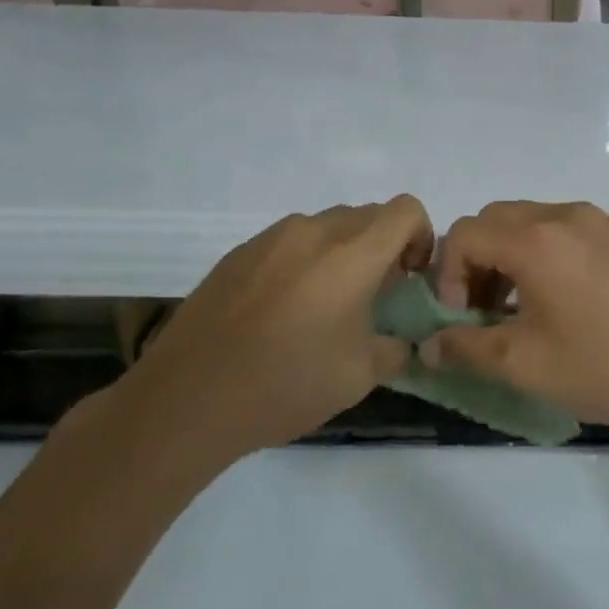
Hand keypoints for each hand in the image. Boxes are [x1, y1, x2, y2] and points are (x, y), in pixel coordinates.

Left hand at [111, 196, 433, 461]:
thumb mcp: (360, 376)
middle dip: (383, 248)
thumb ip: (396, 348)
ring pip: (327, 226)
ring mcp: (271, 237)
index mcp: (352, 252)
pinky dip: (304, 262)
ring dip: (342, 253)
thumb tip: (403, 338)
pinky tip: (282, 311)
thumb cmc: (286, 384)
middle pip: (368, 216)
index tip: (409, 278)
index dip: (421, 236)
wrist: (187, 399)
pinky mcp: (239, 252)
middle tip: (374, 297)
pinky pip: (289, 242)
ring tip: (325, 305)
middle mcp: (314, 230)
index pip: (406, 210)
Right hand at [428, 201, 608, 436]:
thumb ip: (466, 348)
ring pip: (531, 221)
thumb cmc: (604, 368)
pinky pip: (567, 229)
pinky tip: (565, 299)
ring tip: (522, 307)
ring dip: (511, 255)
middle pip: (495, 219)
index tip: (464, 318)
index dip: (449, 275)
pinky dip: (546, 253)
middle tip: (485, 310)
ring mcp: (600, 221)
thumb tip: (428, 346)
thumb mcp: (525, 365)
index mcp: (537, 240)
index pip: (465, 233)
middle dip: (476, 260)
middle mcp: (566, 215)